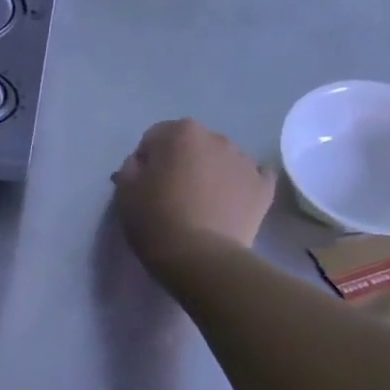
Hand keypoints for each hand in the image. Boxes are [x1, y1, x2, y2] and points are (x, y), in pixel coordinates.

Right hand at [113, 118, 273, 273]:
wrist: (200, 256)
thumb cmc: (155, 219)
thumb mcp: (124, 190)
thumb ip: (130, 167)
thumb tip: (142, 163)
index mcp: (181, 133)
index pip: (154, 137)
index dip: (146, 161)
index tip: (143, 185)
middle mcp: (217, 138)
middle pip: (191, 145)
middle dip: (181, 162)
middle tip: (171, 194)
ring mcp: (245, 161)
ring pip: (220, 160)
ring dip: (209, 173)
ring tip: (200, 205)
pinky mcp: (264, 186)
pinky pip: (250, 177)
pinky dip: (239, 185)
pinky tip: (228, 203)